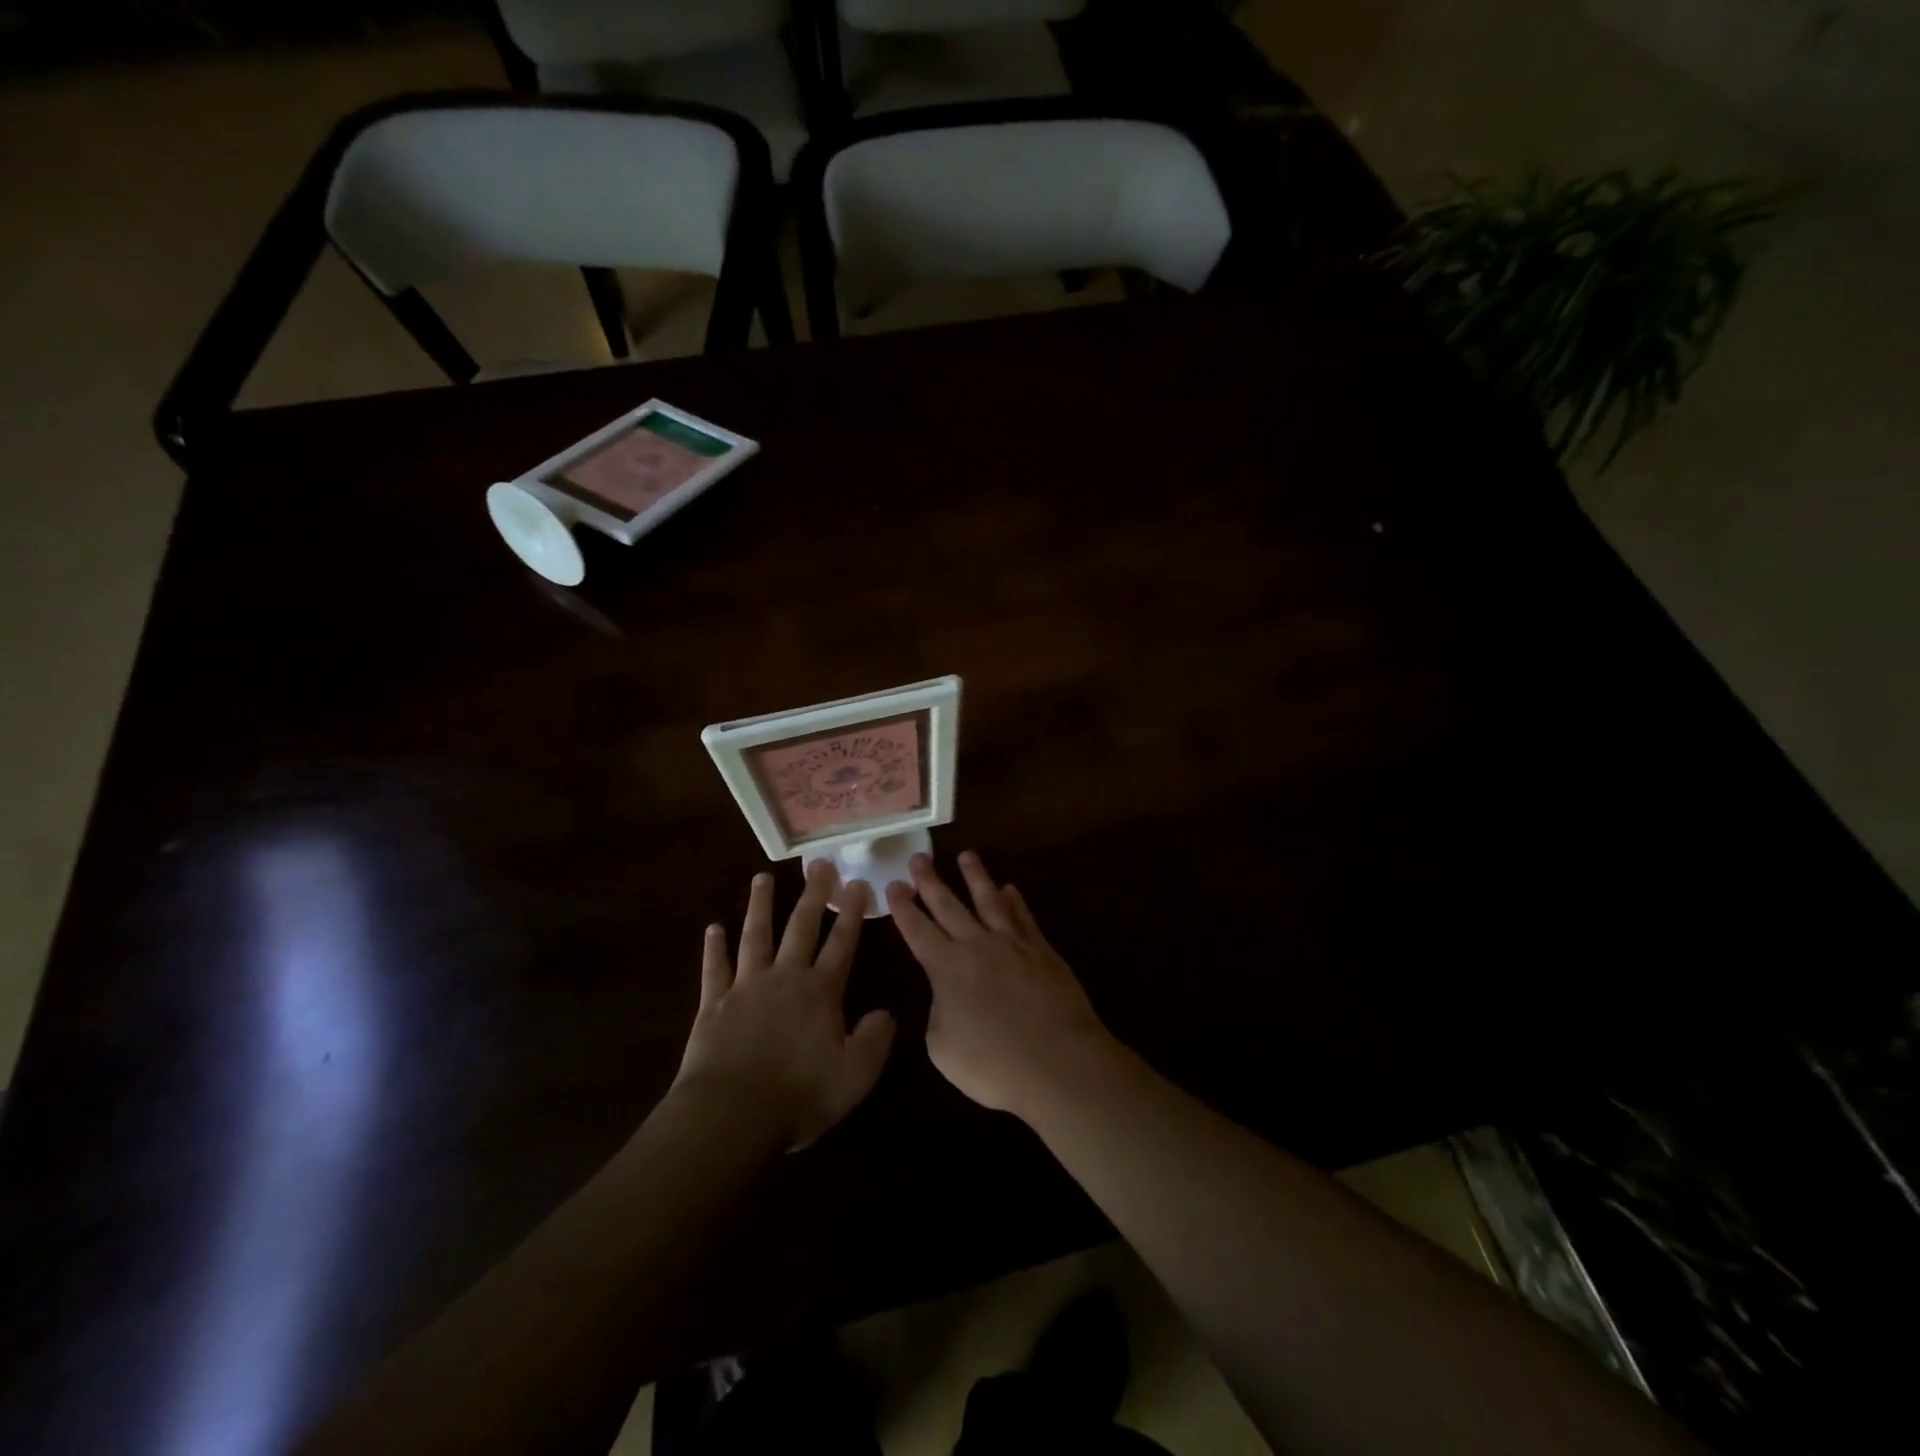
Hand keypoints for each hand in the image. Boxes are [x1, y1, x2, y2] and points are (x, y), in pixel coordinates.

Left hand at [675, 862, 895, 1150]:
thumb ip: (875, 1040)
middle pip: (801, 927)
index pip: (842, 943)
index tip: (858, 883)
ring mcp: (746, 987)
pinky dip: (714, 948)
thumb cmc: (799, 1095)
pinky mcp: (714, 1004)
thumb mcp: (854, 1075)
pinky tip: (713, 928)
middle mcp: (784, 978)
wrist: (731, 1115)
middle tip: (819, 864)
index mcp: (820, 991)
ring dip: (760, 906)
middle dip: (813, 894)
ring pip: (755, 936)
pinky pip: (714, 969)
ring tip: (762, 878)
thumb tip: (886, 1013)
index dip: (852, 914)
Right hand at [886, 851, 1112, 1118]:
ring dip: (975, 876)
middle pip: (949, 906)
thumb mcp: (943, 1048)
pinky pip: (1024, 917)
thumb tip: (947, 995)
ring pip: (989, 900)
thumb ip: (938, 1012)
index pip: (918, 930)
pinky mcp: (1043, 951)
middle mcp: (977, 946)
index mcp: (946, 968)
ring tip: (966, 855)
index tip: (893, 884)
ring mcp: (1013, 944)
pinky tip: (1010, 889)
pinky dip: (1015, 902)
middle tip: (918, 858)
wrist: (1057, 1063)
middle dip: (930, 881)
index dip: (903, 908)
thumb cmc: (993, 1064)